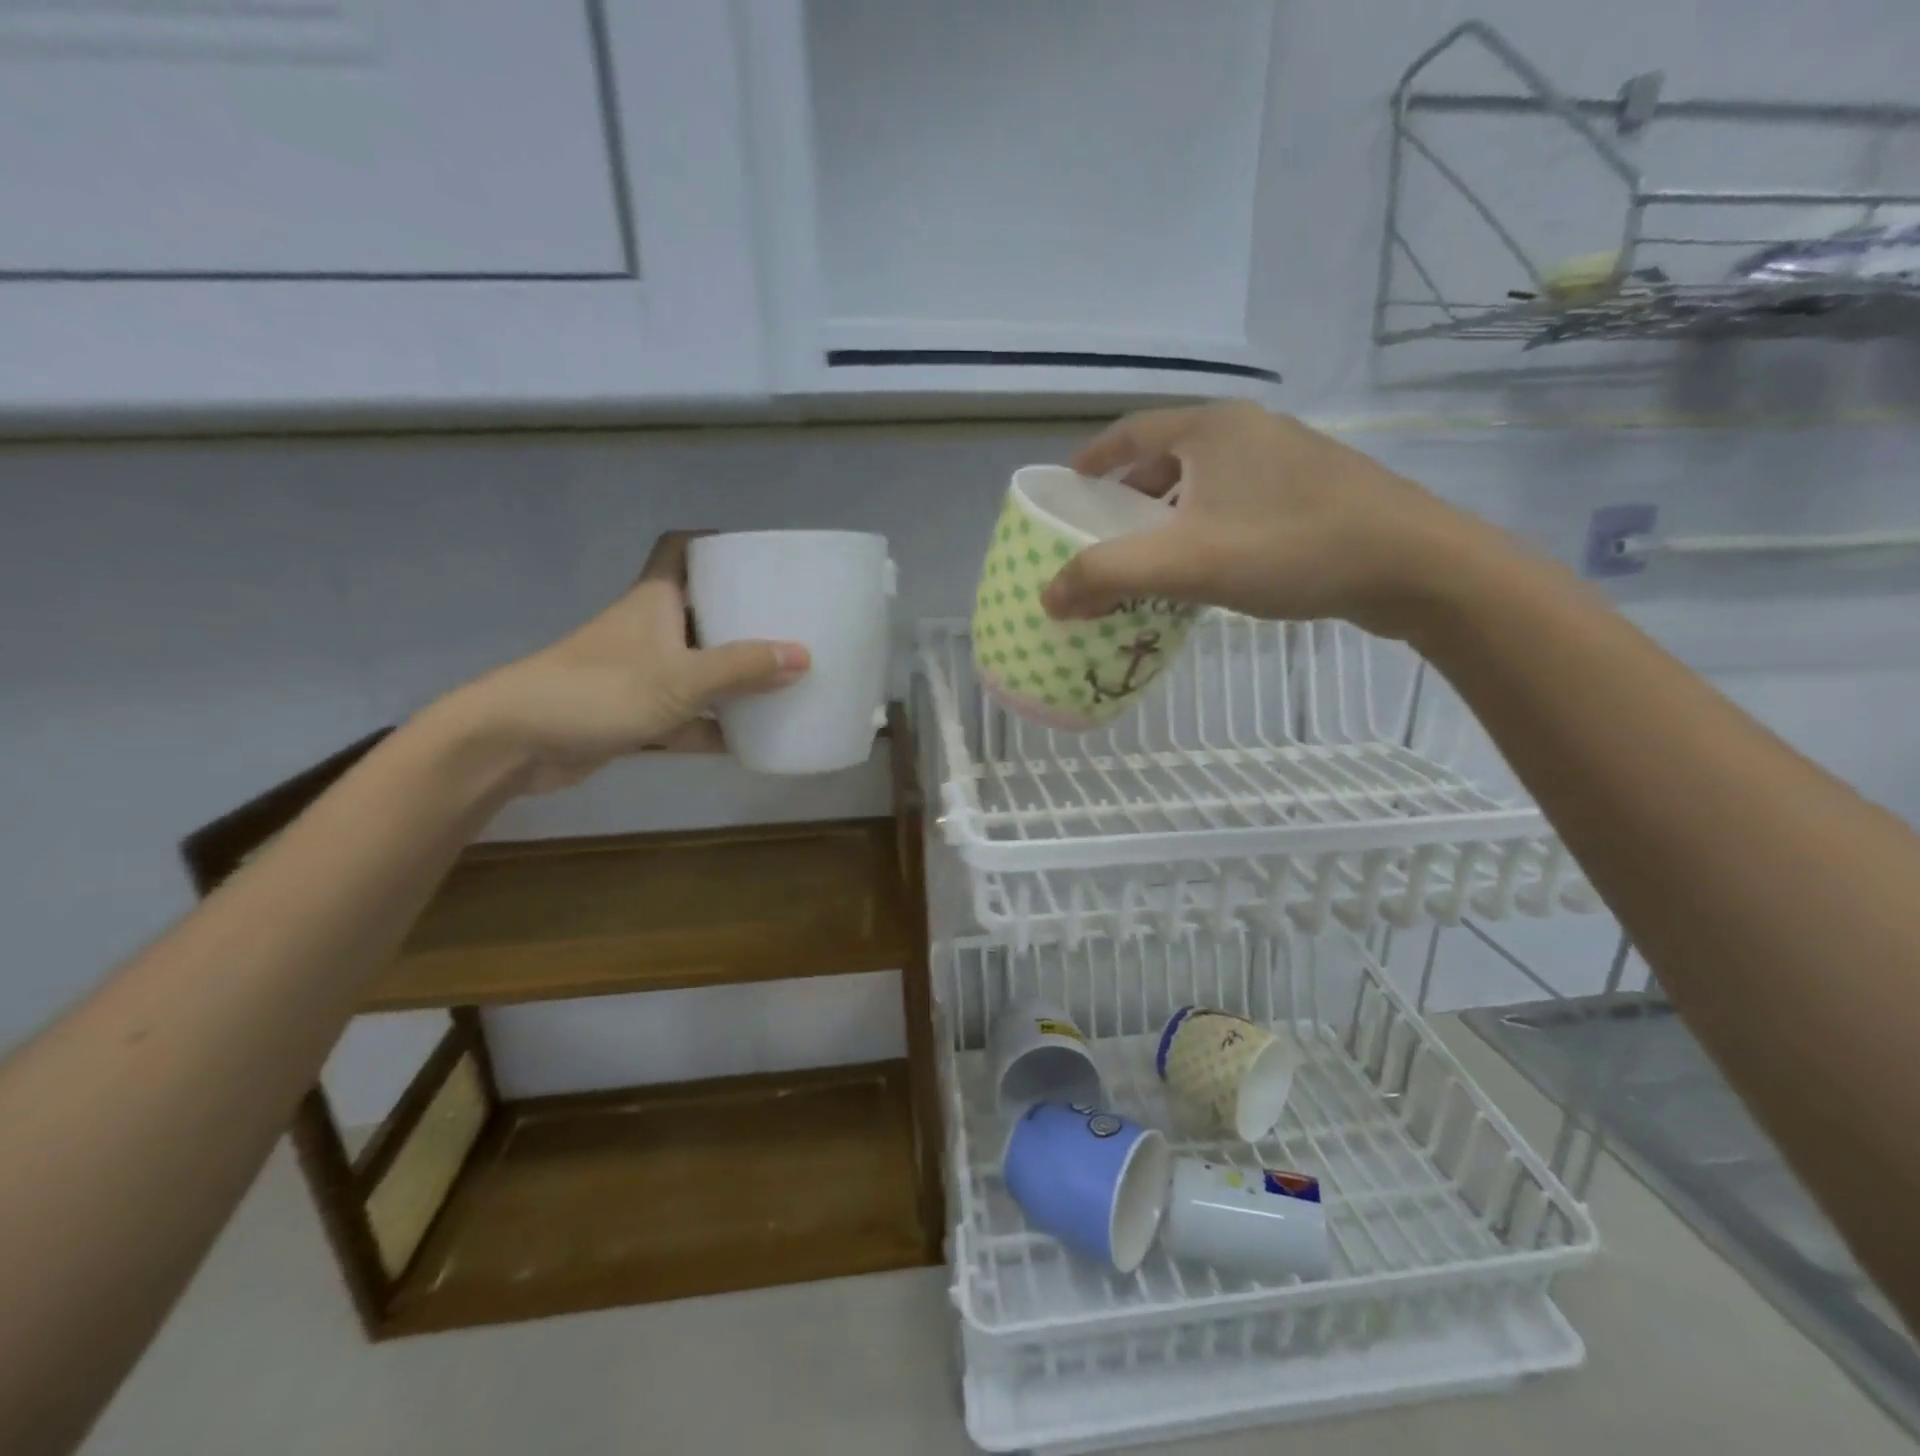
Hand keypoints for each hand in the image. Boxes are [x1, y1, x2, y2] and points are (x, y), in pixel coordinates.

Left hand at [442, 533, 808, 793]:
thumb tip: (804, 656)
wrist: (514, 743)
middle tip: (790, 624)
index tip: (758, 555)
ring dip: (732, 677)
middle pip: (700, 612)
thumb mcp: (680, 678)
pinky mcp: (632, 716)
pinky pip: (685, 717)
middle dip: (741, 617)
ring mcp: (639, 676)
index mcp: (654, 602)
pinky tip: (751, 739)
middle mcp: (647, 632)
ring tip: (783, 679)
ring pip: (696, 668)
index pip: (680, 550)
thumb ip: (741, 668)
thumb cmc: (598, 692)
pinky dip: (713, 727)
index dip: (715, 544)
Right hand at [1040, 401, 1495, 638]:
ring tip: (1148, 555)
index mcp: (1213, 429)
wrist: (1413, 565)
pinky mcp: (1314, 491)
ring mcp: (1287, 459)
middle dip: (1128, 493)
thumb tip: (1048, 596)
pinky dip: (1205, 526)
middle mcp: (1249, 431)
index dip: (1092, 459)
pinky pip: (1237, 501)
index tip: (1065, 487)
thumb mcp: (1186, 562)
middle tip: (1102, 531)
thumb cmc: (1290, 548)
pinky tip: (1206, 565)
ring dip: (1168, 513)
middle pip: (1167, 456)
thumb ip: (1108, 575)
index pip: (1130, 432)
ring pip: (1205, 482)